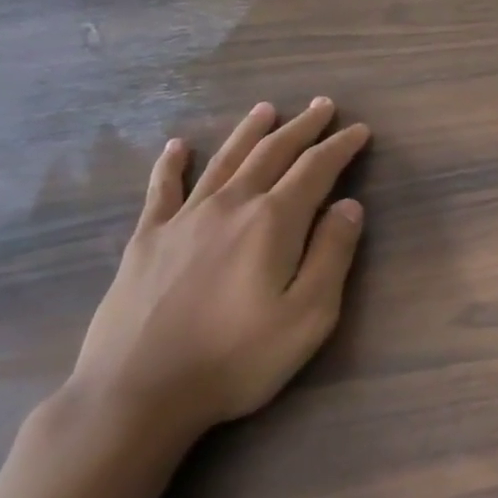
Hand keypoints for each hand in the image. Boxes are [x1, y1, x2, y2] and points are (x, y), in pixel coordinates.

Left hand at [69, 97, 369, 440]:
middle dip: (302, 127)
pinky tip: (179, 146)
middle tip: (322, 106)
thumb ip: (332, 254)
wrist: (137, 392)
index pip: (316, 170)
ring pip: (224, 161)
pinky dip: (172, 164)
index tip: (359, 130)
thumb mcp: (308, 316)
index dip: (340, 147)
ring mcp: (183, 220)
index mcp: (273, 221)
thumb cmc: (237, 358)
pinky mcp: (147, 240)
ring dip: (249, 132)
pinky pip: (162, 190)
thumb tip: (349, 205)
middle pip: (272, 153)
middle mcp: (230, 206)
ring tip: (266, 109)